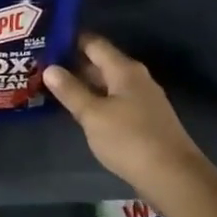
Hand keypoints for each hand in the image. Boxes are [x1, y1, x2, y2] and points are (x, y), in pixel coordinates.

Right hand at [43, 34, 208, 194]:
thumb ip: (71, 91)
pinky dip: (96, 101)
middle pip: (101, 63)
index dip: (70, 40)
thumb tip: (50, 67)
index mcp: (124, 70)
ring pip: (108, 84)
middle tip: (42, 65)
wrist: (173, 176)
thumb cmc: (129, 139)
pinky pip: (115, 101)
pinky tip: (80, 110)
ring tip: (54, 86)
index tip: (46, 40)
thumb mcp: (93, 115)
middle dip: (73, 63)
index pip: (94, 44)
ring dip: (84, 84)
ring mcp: (143, 99)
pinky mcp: (145, 119)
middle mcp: (136, 78)